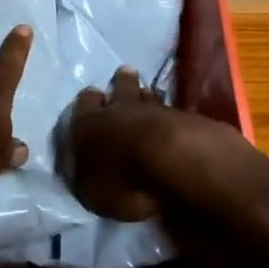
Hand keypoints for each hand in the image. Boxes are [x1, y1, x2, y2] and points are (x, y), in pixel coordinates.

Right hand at [64, 66, 200, 221]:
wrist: (172, 162)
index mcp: (87, 124)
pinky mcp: (184, 118)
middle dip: (120, 82)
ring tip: (146, 92)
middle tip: (123, 76)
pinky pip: (170, 109)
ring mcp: (154, 110)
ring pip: (147, 94)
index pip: (84, 102)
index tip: (93, 100)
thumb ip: (87, 177)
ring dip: (145, 95)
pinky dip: (167, 113)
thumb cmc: (120, 180)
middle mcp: (118, 109)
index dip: (88, 102)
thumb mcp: (90, 191)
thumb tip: (87, 172)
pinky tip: (169, 115)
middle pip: (120, 86)